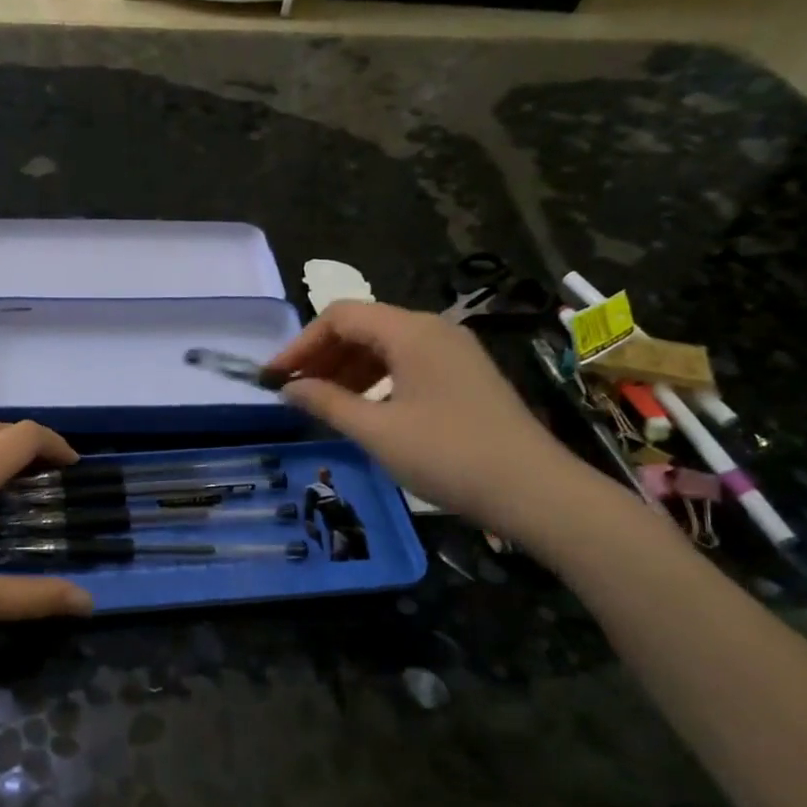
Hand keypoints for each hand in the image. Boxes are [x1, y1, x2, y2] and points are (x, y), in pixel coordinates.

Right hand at [266, 301, 588, 534]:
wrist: (532, 490)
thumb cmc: (447, 455)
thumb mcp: (376, 431)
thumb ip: (327, 403)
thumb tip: (288, 389)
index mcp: (411, 331)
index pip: (340, 317)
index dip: (301, 344)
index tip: (274, 378)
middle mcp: (433, 329)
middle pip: (362, 326)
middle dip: (322, 355)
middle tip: (293, 391)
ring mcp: (453, 351)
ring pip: (384, 345)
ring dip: (346, 368)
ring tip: (321, 402)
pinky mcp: (464, 374)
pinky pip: (406, 362)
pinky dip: (375, 378)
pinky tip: (363, 407)